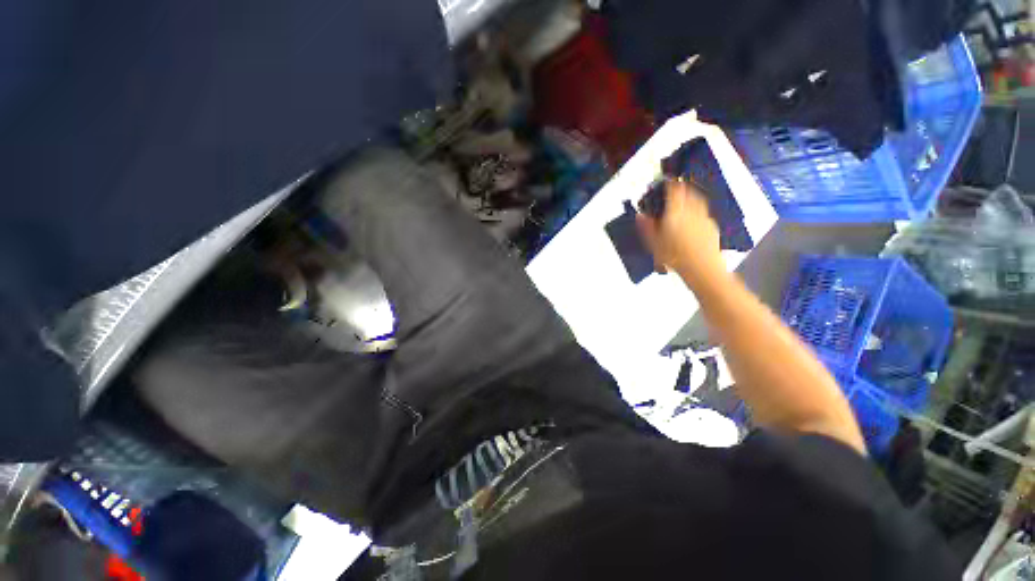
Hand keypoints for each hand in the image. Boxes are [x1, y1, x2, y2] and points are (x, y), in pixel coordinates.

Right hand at [636, 180, 722, 283]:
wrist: (701, 267)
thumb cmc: (675, 256)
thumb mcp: (653, 243)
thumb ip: (647, 228)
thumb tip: (640, 216)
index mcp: (675, 212)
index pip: (674, 190)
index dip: (670, 183)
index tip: (666, 181)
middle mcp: (691, 210)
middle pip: (688, 191)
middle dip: (682, 187)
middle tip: (676, 187)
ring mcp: (704, 217)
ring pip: (698, 200)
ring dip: (691, 196)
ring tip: (685, 199)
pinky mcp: (712, 225)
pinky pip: (704, 212)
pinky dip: (698, 210)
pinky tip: (694, 218)